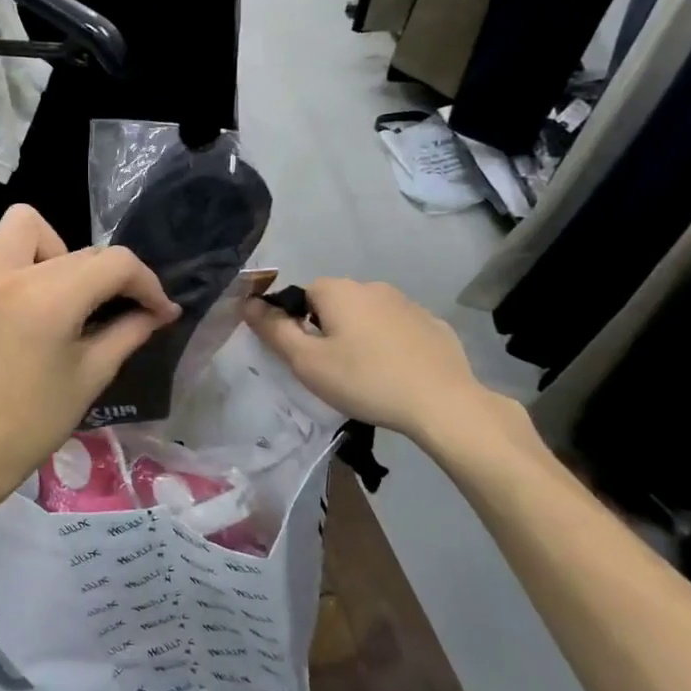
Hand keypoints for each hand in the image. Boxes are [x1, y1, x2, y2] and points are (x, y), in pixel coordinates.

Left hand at [0, 205, 178, 513]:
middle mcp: (12, 276)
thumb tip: (159, 311)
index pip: (115, 264)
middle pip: (79, 250)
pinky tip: (12, 279)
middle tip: (113, 309)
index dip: (147, 283)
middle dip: (107, 277)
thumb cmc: (37, 420)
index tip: (158, 309)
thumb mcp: (93, 374)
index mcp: (51, 302)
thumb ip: (129, 331)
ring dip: (49, 246)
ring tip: (54, 286)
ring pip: (22, 223)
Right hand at [244, 278, 494, 443]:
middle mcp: (372, 287)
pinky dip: (391, 345)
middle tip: (332, 369)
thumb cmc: (365, 380)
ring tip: (365, 374)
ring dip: (360, 335)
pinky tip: (397, 373)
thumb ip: (274, 330)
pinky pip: (399, 329)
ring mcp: (408, 304)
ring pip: (368, 316)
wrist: (442, 403)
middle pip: (335, 303)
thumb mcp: (307, 362)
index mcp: (339, 290)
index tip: (304, 356)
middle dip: (328, 329)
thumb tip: (248, 303)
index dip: (296, 324)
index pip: (302, 294)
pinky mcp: (433, 325)